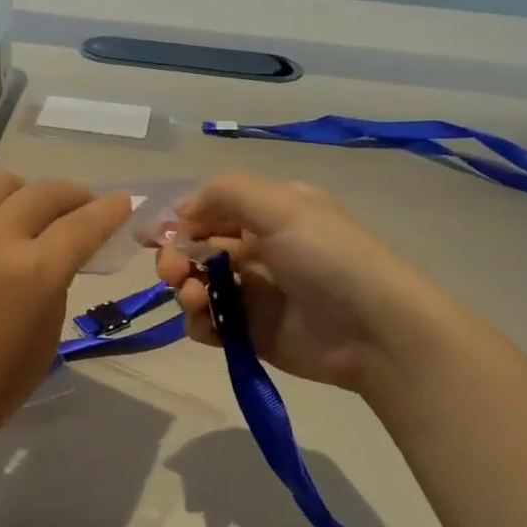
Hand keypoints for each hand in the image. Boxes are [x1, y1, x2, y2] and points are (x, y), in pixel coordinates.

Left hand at [0, 172, 131, 459]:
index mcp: (33, 274)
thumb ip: (56, 286)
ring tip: (28, 215)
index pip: (83, 225)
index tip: (123, 202)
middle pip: (46, 193)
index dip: (110, 210)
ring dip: (26, 194)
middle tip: (82, 209)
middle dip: (75, 196)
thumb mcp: (45, 342)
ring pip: (1, 182)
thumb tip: (58, 255)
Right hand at [155, 174, 434, 396]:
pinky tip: (208, 323)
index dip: (177, 222)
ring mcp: (253, 293)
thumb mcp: (282, 206)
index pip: (209, 211)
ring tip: (197, 299)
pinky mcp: (250, 332)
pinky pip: (209, 324)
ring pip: (197, 286)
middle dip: (176, 258)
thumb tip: (181, 210)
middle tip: (174, 272)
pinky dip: (199, 322)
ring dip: (185, 289)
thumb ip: (225, 193)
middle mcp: (257, 249)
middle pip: (196, 250)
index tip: (151, 236)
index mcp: (267, 214)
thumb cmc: (328, 257)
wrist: (375, 331)